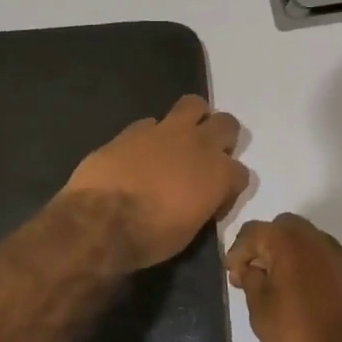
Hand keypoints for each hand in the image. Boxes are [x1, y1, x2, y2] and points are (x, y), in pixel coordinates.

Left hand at [62, 94, 249, 269]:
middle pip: (227, 125)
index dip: (228, 187)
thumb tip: (198, 198)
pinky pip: (152, 122)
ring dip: (194, 118)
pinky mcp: (135, 129)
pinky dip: (152, 134)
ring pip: (194, 105)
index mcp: (219, 175)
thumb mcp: (189, 231)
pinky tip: (141, 151)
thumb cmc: (150, 237)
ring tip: (181, 138)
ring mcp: (167, 131)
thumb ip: (202, 204)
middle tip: (205, 158)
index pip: (241, 173)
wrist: (101, 220)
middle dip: (221, 139)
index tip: (213, 200)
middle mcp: (199, 145)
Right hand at [225, 214, 341, 341]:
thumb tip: (251, 268)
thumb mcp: (261, 312)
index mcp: (292, 245)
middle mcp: (321, 243)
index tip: (233, 274)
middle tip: (256, 274)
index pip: (255, 231)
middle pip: (286, 228)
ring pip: (311, 243)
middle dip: (267, 245)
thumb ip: (252, 281)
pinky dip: (314, 271)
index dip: (238, 250)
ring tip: (282, 288)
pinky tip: (309, 300)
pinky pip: (330, 263)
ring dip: (293, 256)